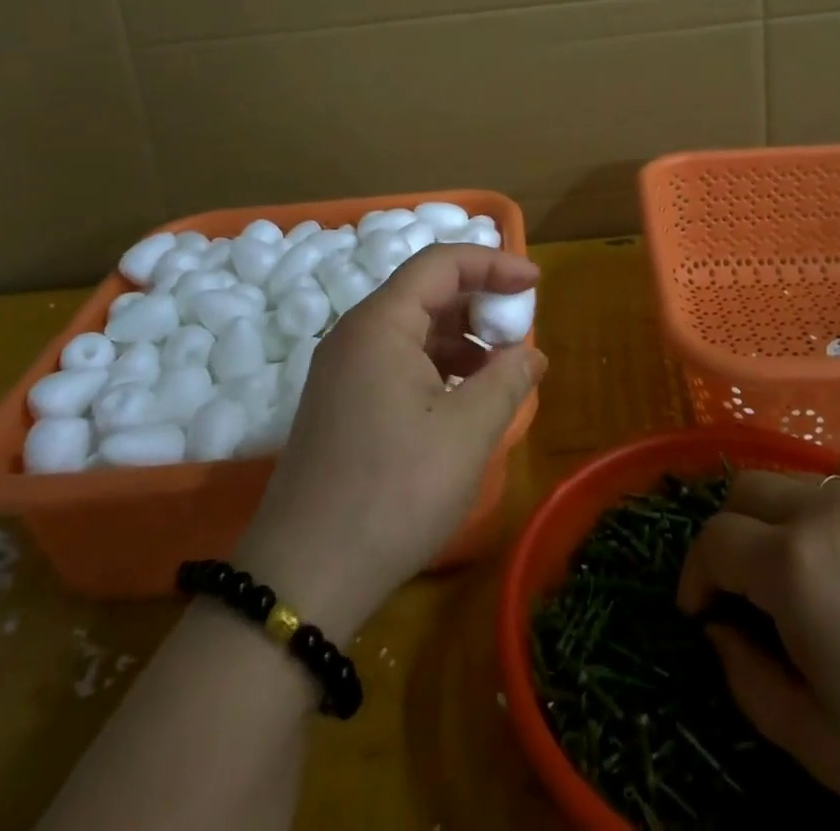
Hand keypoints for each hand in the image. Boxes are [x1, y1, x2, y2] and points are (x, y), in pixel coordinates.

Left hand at [234, 245, 545, 639]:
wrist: (305, 576)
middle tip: (519, 330)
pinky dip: (436, 366)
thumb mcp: (467, 432)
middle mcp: (355, 333)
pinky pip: (396, 360)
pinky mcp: (340, 402)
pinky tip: (463, 400)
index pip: (440, 263)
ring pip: (412, 329)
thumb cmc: (394, 490)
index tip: (535, 283)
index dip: (492, 262)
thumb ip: (507, 380)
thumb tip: (531, 354)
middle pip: (425, 292)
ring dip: (460, 338)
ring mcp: (342, 369)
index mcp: (381, 323)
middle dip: (478, 302)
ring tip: (500, 370)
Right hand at [677, 459, 839, 830]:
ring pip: (793, 476)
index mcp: (795, 566)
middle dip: (729, 536)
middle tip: (745, 589)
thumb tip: (719, 631)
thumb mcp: (822, 746)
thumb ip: (747, 679)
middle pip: (744, 490)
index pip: (713, 541)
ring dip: (776, 514)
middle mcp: (826, 509)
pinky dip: (829, 496)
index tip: (701, 612)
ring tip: (800, 565)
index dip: (695, 576)